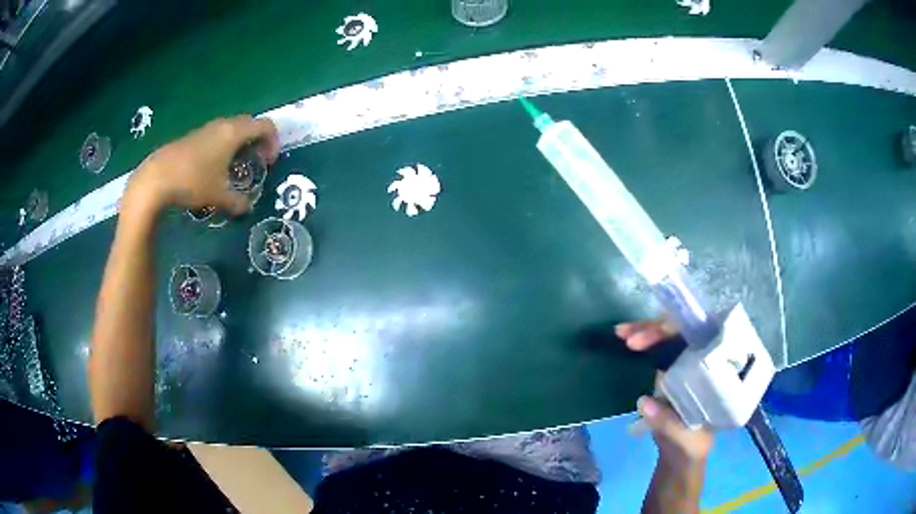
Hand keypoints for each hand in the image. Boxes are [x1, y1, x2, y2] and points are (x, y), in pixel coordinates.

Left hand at [125, 115, 279, 214]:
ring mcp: (205, 129)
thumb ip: (238, 201)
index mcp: (234, 133)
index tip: (268, 163)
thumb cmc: (193, 182)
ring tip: (234, 166)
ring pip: (231, 128)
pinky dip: (223, 146)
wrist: (156, 179)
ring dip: (239, 143)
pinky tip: (213, 168)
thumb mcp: (219, 197)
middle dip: (257, 141)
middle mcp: (222, 125)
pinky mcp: (192, 137)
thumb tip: (247, 207)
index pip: (265, 125)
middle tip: (255, 162)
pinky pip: (215, 135)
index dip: (273, 141)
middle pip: (249, 123)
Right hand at [616, 320, 713, 466]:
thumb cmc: (693, 446)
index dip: (678, 331)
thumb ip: (668, 423)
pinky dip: (642, 340)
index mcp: (717, 372)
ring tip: (621, 332)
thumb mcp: (685, 440)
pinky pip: (657, 348)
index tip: (653, 336)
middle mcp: (705, 360)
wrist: (681, 455)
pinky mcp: (671, 369)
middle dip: (656, 329)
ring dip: (646, 330)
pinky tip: (625, 337)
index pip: (703, 338)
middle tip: (628, 335)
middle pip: (683, 332)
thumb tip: (644, 401)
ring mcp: (687, 363)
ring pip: (669, 335)